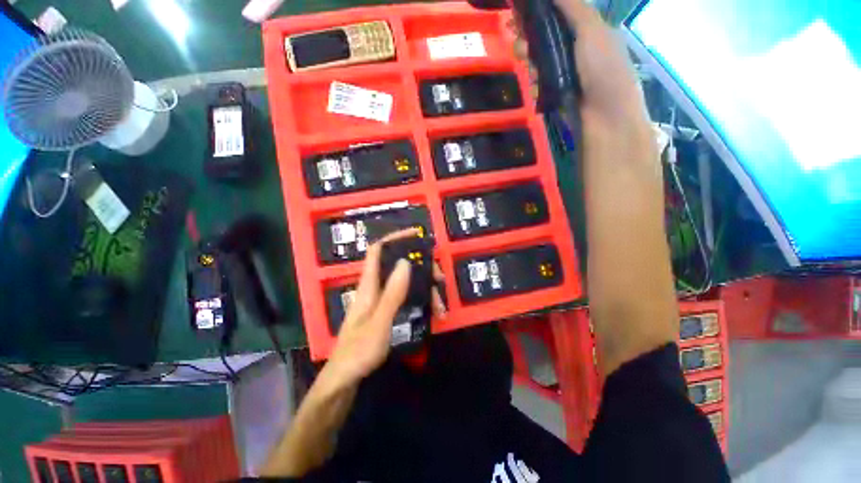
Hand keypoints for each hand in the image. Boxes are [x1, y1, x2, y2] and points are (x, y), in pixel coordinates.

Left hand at [325, 229, 445, 386]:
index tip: (416, 235)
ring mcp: (382, 300)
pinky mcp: (386, 311)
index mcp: (369, 285)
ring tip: (441, 305)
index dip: (394, 237)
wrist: (344, 379)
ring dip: (425, 288)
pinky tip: (433, 313)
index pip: (378, 250)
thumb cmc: (358, 352)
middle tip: (439, 279)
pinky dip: (420, 301)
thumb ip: (392, 293)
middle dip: (421, 268)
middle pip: (398, 266)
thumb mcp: (379, 323)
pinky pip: (406, 297)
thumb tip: (405, 262)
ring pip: (406, 283)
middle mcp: (375, 288)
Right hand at [512, 0, 649, 134]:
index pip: (554, 17)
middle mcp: (571, 50)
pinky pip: (538, 86)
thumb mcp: (592, 30)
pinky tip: (538, 89)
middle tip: (518, 44)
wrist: (606, 117)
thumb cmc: (604, 69)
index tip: (516, 14)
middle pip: (542, 40)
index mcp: (583, 30)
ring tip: (530, 69)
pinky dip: (536, 86)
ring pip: (537, 63)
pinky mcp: (555, 95)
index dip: (535, 14)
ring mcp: (562, 74)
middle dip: (527, 40)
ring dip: (530, 64)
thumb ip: (572, 7)